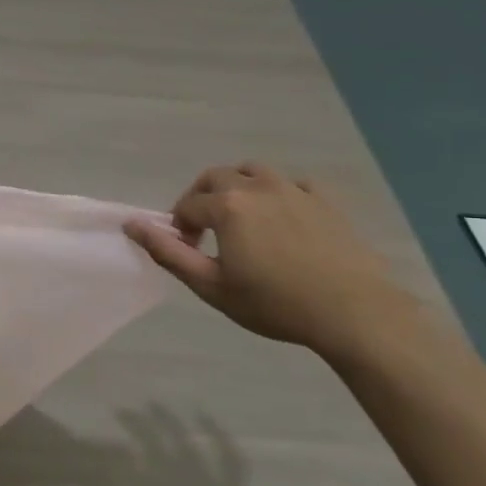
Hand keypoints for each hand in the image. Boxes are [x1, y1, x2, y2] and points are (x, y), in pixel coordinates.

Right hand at [124, 163, 417, 358]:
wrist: (355, 314)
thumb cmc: (275, 303)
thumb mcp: (211, 286)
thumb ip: (167, 252)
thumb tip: (131, 224)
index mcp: (227, 206)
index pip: (187, 205)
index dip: (179, 228)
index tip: (189, 253)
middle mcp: (257, 187)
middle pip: (216, 177)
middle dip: (202, 199)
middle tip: (206, 232)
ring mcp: (294, 190)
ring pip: (254, 171)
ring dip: (238, 187)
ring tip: (241, 218)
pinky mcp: (325, 201)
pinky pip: (293, 184)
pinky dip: (279, 193)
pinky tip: (282, 219)